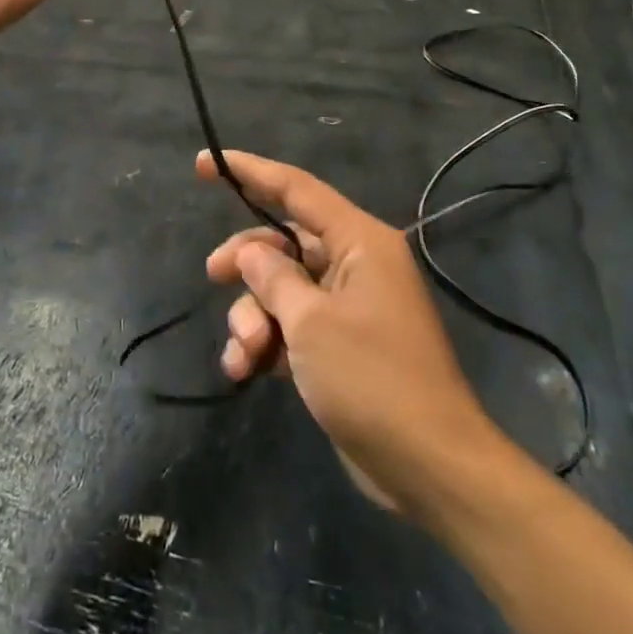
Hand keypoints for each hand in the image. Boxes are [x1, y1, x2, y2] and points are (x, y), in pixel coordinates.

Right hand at [200, 150, 496, 519]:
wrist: (429, 468)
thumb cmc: (372, 379)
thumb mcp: (310, 323)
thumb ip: (273, 277)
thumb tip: (250, 251)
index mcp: (359, 242)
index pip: (296, 190)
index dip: (249, 172)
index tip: (203, 165)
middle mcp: (355, 265)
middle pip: (283, 243)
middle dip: (246, 264)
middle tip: (213, 276)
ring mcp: (347, 307)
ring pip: (281, 289)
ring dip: (253, 316)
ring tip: (245, 354)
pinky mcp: (339, 346)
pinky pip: (291, 326)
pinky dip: (266, 343)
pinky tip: (245, 371)